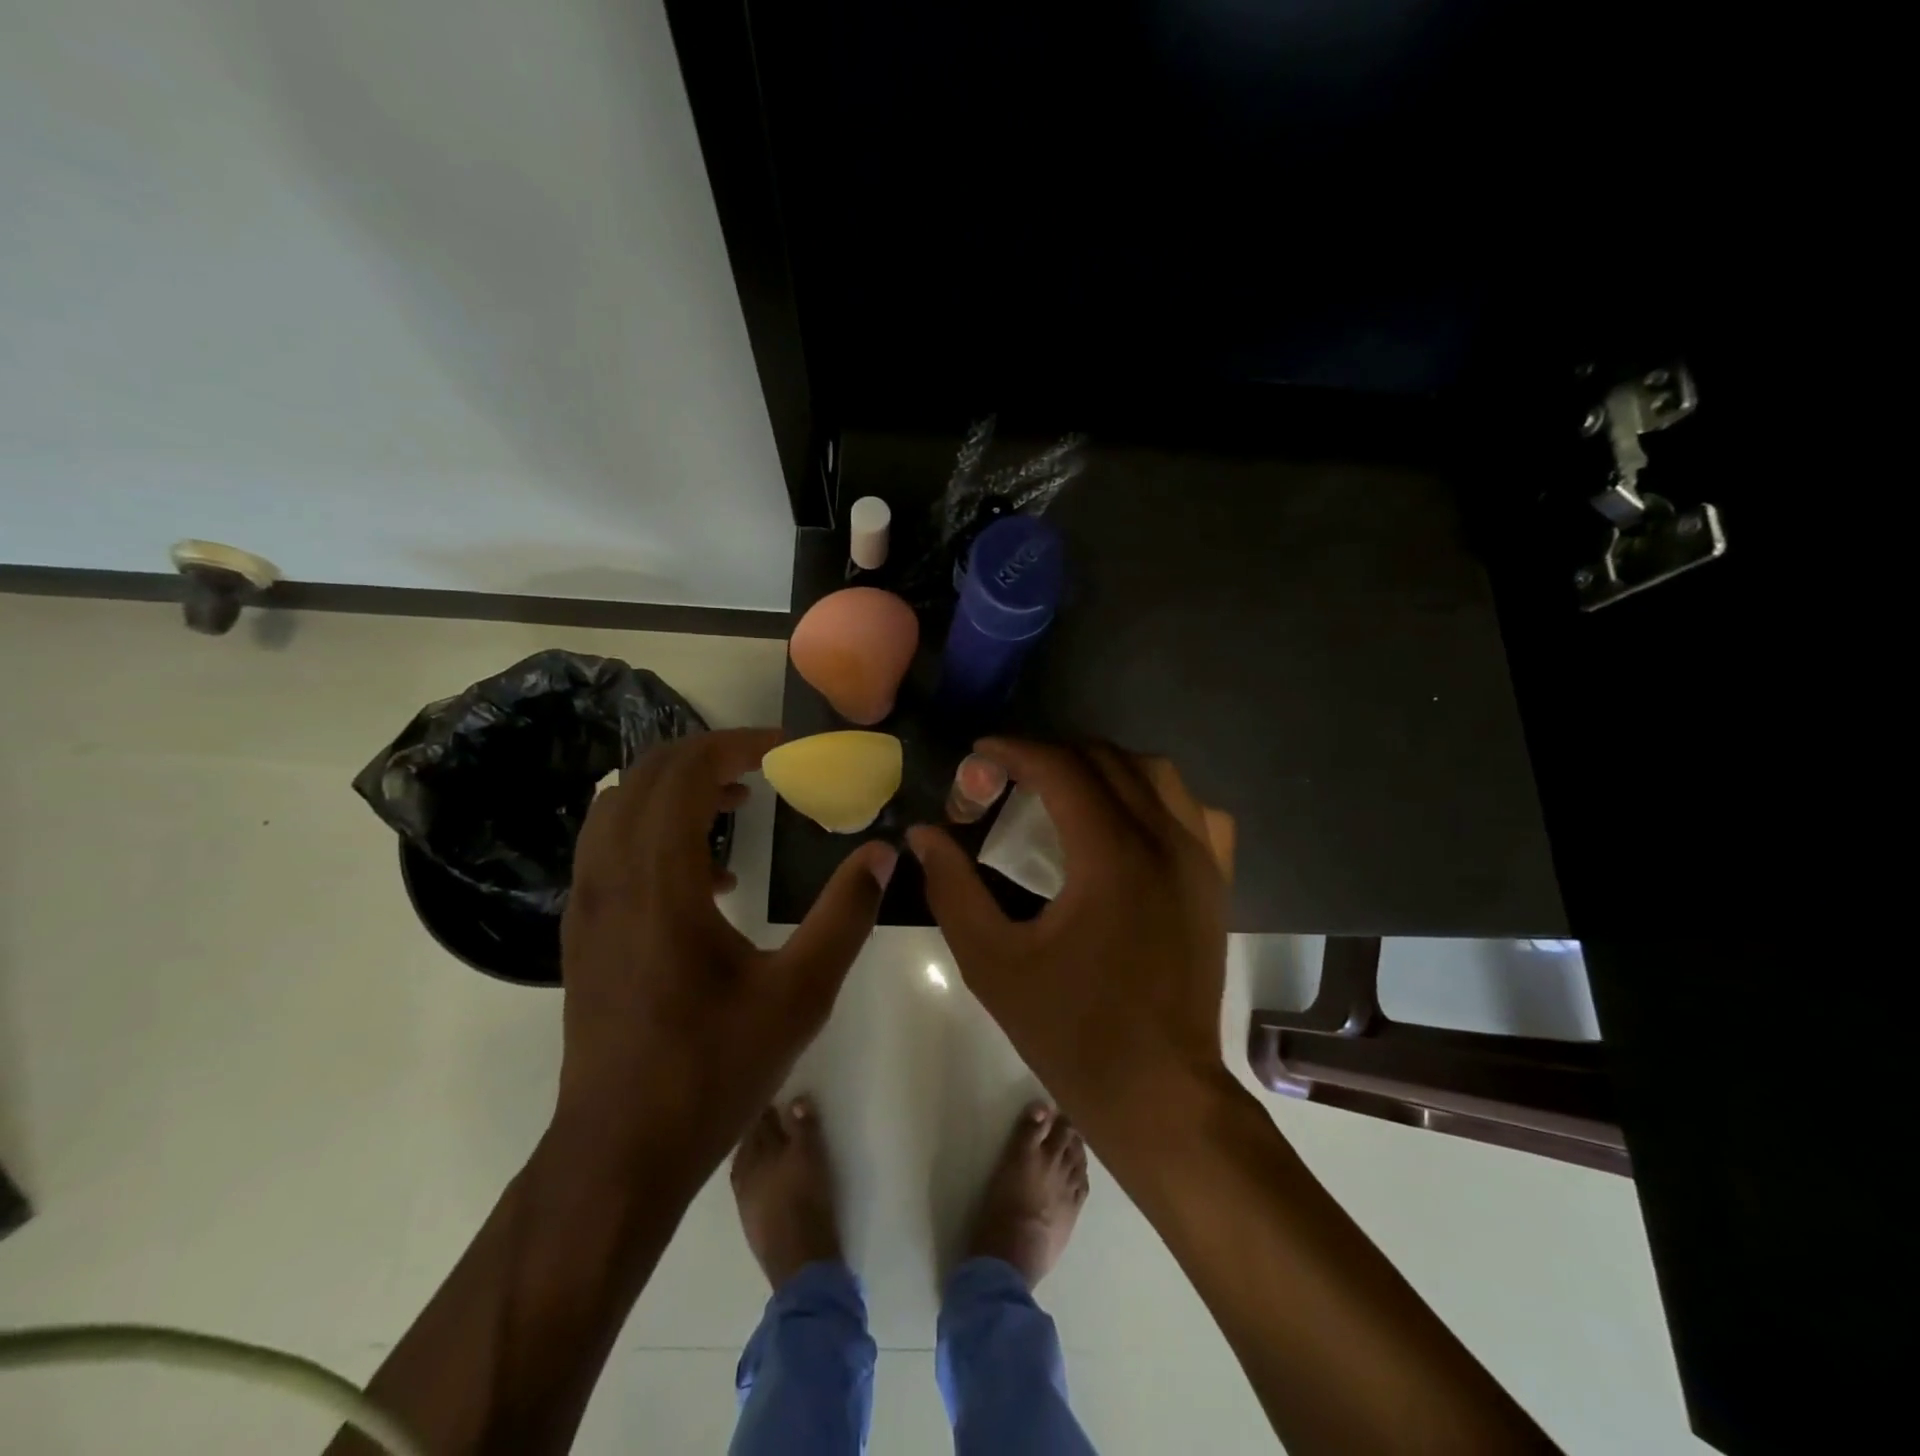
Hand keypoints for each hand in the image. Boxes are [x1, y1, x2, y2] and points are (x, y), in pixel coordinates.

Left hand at [557, 728, 895, 1183]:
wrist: (619, 1152)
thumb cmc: (713, 1069)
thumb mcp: (800, 993)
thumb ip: (846, 914)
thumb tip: (883, 854)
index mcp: (660, 882)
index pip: (687, 773)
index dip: (739, 746)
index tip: (787, 751)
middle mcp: (611, 878)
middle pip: (648, 775)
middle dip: (710, 757)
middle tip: (767, 769)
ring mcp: (587, 904)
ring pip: (621, 806)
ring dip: (679, 790)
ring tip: (739, 809)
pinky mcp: (582, 929)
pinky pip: (611, 845)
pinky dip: (657, 828)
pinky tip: (711, 878)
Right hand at [908, 740, 1233, 1160]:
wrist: (1159, 1092)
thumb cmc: (1071, 1031)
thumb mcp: (992, 962)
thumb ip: (952, 888)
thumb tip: (923, 834)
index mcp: (1112, 856)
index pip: (1062, 768)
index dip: (1015, 750)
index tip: (981, 753)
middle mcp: (1166, 840)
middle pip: (1107, 759)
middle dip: (1052, 755)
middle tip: (1010, 778)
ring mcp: (1201, 859)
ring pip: (1155, 773)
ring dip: (1103, 766)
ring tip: (1063, 789)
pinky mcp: (1217, 881)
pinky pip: (1194, 810)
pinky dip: (1155, 795)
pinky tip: (1128, 820)